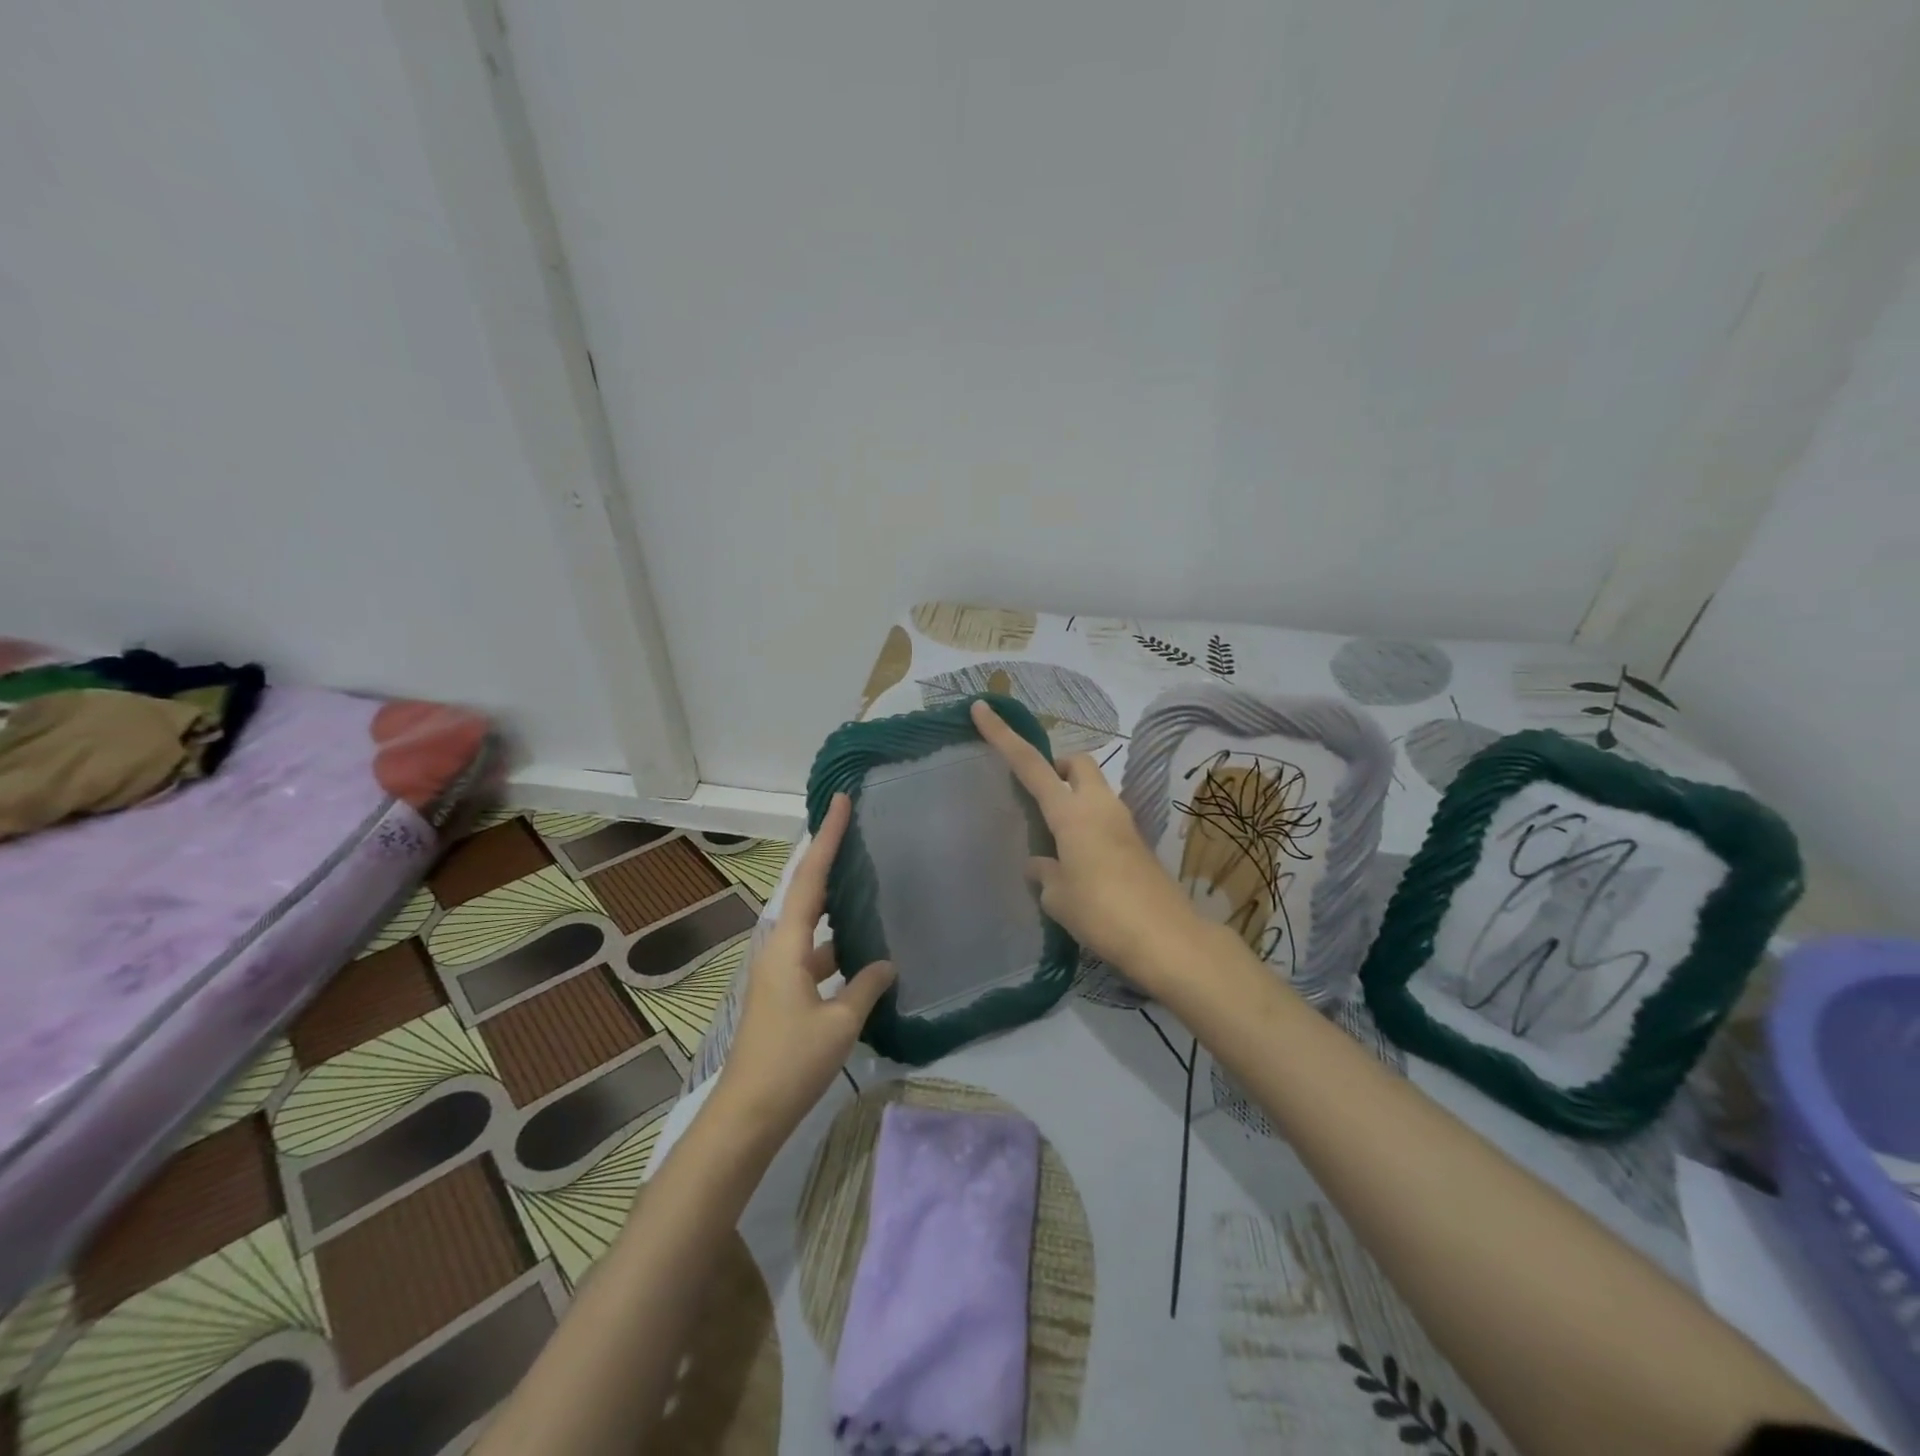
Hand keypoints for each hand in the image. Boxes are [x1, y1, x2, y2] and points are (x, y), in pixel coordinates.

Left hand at [712, 793, 894, 1138]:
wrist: (748, 1114)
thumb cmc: (792, 1062)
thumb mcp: (840, 1023)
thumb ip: (866, 986)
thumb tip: (886, 963)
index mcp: (788, 944)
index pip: (810, 878)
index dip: (827, 837)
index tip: (840, 801)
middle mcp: (779, 948)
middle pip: (807, 892)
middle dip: (828, 858)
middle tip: (855, 829)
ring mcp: (779, 971)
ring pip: (812, 924)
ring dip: (835, 904)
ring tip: (868, 884)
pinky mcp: (784, 993)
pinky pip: (814, 952)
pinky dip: (836, 944)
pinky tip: (862, 952)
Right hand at [971, 700, 1205, 986]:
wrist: (1166, 939)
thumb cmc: (1102, 912)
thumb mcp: (1058, 896)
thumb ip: (1044, 872)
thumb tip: (1039, 863)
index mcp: (1071, 813)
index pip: (1030, 764)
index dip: (1003, 736)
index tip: (982, 708)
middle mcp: (1100, 807)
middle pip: (1079, 763)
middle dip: (1058, 766)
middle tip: (1039, 794)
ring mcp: (1124, 823)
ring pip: (1096, 790)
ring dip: (1075, 799)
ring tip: (1054, 840)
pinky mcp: (1138, 844)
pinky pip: (1106, 819)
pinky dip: (1088, 825)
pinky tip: (1078, 863)